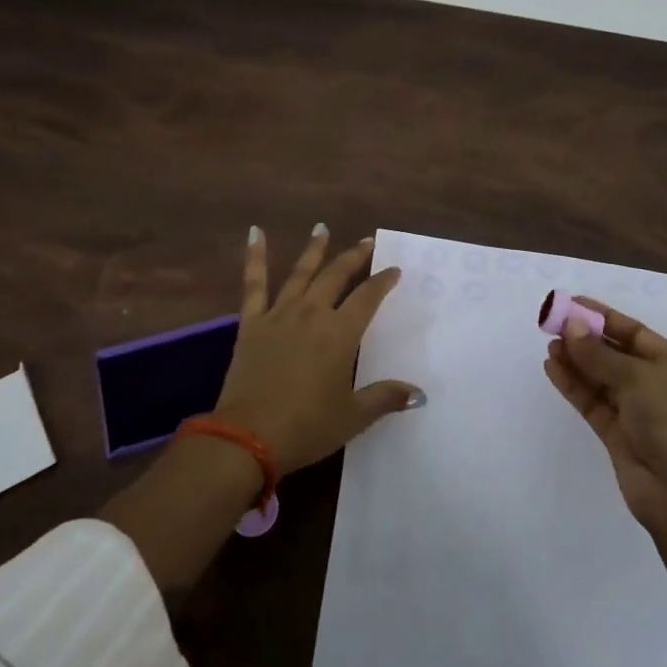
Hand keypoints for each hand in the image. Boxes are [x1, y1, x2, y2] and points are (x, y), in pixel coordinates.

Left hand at [215, 225, 418, 473]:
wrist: (247, 437)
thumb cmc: (306, 427)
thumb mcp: (352, 417)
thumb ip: (385, 398)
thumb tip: (419, 394)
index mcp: (340, 334)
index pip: (367, 298)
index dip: (382, 281)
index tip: (394, 269)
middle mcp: (312, 314)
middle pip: (336, 276)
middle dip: (354, 257)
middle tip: (366, 242)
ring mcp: (279, 315)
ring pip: (301, 273)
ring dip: (314, 249)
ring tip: (322, 228)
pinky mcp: (251, 323)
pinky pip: (253, 284)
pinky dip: (255, 256)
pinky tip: (254, 232)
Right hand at [544, 297, 666, 535]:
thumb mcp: (636, 376)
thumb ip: (599, 353)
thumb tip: (571, 327)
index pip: (633, 332)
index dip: (603, 316)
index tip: (572, 303)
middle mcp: (653, 385)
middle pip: (613, 354)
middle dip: (585, 339)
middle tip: (553, 324)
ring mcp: (633, 411)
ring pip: (599, 378)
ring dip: (575, 361)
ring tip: (549, 345)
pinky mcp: (615, 434)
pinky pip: (590, 402)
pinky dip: (572, 385)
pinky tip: (552, 368)